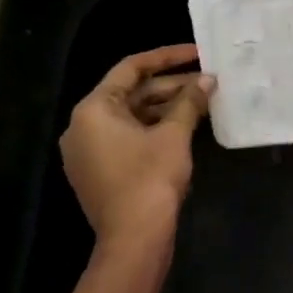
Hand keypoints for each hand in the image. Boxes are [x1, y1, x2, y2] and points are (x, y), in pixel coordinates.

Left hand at [59, 45, 211, 254]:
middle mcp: (83, 126)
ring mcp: (90, 151)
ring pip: (133, 116)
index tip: (197, 53)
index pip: (131, 68)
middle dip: (172, 86)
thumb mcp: (174, 135)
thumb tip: (208, 79)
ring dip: (167, 107)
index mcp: (93, 110)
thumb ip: (190, 101)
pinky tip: (187, 125)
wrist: (134, 240)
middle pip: (132, 93)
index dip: (167, 57)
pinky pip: (129, 137)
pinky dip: (156, 128)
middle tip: (208, 81)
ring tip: (204, 101)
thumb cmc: (150, 179)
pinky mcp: (101, 170)